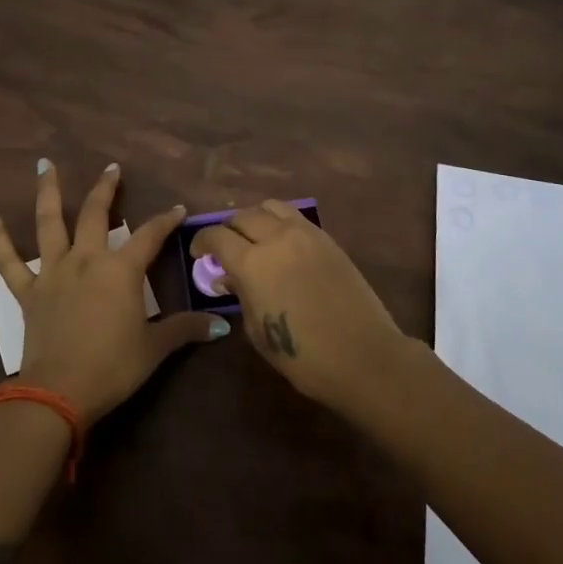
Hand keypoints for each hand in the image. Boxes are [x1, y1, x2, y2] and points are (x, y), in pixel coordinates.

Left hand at [0, 159, 226, 423]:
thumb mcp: (155, 348)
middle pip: (95, 214)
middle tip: (111, 168)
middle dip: (106, 189)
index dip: (166, 220)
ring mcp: (53, 272)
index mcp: (120, 270)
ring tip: (44, 164)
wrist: (60, 391)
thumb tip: (220, 325)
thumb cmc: (113, 367)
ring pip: (49, 222)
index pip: (150, 236)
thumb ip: (185, 329)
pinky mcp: (28, 291)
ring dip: (47, 191)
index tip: (178, 208)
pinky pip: (7, 260)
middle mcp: (86, 260)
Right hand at [190, 200, 407, 415]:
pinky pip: (295, 217)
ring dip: (255, 218)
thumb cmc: (303, 355)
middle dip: (227, 229)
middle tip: (224, 248)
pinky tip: (281, 243)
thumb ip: (240, 296)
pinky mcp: (328, 239)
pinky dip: (280, 222)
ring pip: (271, 207)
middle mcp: (277, 238)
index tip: (198, 254)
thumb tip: (228, 278)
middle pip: (242, 216)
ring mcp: (306, 234)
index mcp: (253, 262)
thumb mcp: (258, 331)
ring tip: (253, 238)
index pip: (217, 236)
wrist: (363, 356)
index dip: (202, 242)